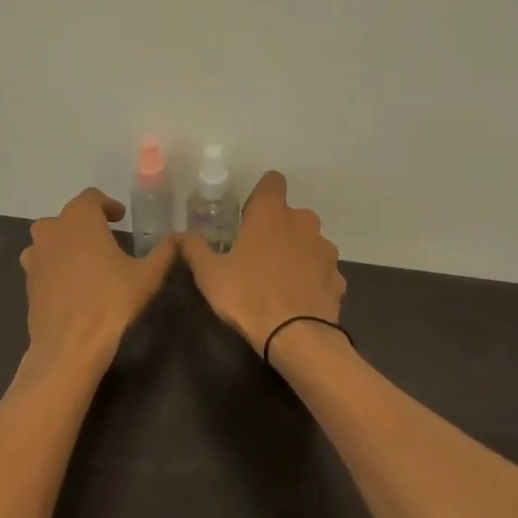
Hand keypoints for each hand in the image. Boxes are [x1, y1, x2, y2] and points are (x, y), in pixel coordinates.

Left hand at [20, 188, 176, 375]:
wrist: (69, 346)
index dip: (108, 205)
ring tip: (90, 261)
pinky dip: (58, 264)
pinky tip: (75, 283)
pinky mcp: (28, 280)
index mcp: (79, 218)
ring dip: (70, 243)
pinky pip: (44, 262)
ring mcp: (35, 255)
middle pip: (70, 216)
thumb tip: (179, 237)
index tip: (121, 219)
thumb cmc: (111, 302)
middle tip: (109, 239)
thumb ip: (164, 251)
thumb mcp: (148, 276)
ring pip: (53, 238)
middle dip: (89, 224)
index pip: (92, 197)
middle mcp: (51, 229)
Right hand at [180, 171, 345, 354]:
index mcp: (271, 213)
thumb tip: (180, 234)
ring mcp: (325, 249)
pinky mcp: (338, 276)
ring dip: (295, 252)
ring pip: (308, 241)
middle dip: (276, 228)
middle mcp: (303, 222)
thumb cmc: (248, 296)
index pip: (272, 181)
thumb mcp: (209, 274)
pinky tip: (296, 298)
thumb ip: (194, 248)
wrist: (297, 337)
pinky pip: (320, 269)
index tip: (248, 217)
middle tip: (256, 255)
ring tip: (277, 279)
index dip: (260, 195)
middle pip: (289, 215)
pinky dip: (310, 277)